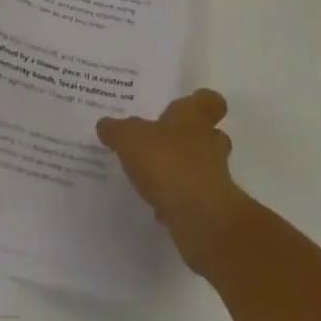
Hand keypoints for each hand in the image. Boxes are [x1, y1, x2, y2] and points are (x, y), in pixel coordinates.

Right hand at [97, 89, 247, 272]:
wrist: (201, 219)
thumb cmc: (168, 163)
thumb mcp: (129, 138)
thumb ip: (116, 130)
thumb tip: (105, 125)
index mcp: (194, 118)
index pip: (211, 101)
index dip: (201, 101)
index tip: (186, 106)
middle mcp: (210, 143)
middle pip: (211, 135)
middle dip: (192, 139)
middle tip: (166, 140)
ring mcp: (215, 177)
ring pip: (203, 167)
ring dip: (184, 171)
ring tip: (156, 177)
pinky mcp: (212, 209)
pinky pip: (194, 198)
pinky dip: (179, 201)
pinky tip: (158, 207)